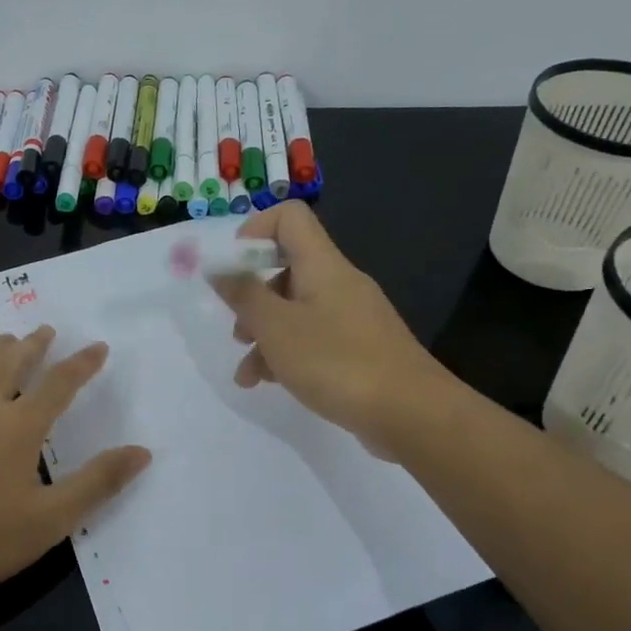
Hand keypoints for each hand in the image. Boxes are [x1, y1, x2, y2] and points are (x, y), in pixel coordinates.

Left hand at [0, 328, 150, 601]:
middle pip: (10, 364)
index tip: (98, 346)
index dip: (82, 364)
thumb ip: (98, 482)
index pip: (58, 384)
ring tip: (6, 339)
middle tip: (45, 330)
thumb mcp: (53, 518)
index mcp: (19, 426)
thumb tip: (142, 452)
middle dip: (33, 346)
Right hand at [211, 201, 454, 456]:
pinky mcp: (360, 348)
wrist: (411, 413)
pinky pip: (314, 338)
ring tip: (247, 375)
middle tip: (238, 331)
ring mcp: (352, 317)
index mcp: (322, 265)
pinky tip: (270, 384)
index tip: (232, 270)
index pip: (289, 217)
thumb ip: (243, 295)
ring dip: (265, 336)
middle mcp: (339, 282)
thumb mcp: (276, 328)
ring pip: (296, 310)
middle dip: (252, 298)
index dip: (254, 232)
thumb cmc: (336, 362)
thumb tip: (218, 266)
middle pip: (287, 268)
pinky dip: (288, 354)